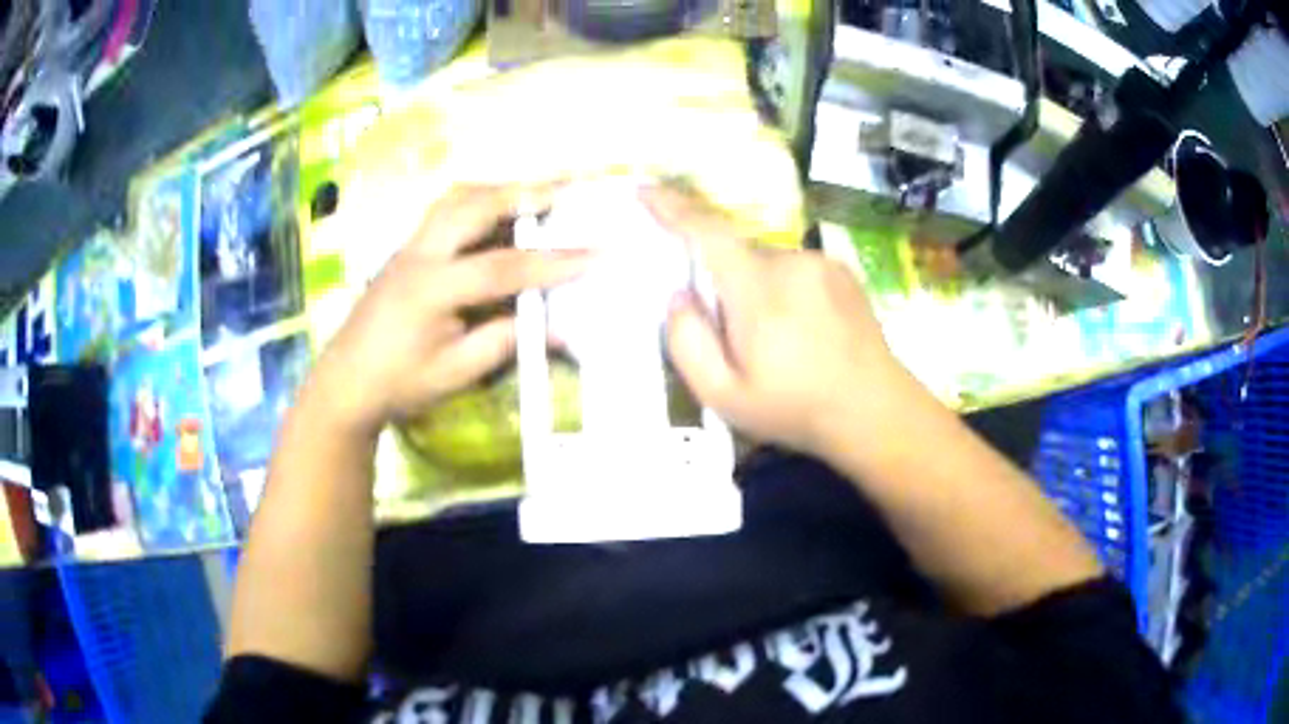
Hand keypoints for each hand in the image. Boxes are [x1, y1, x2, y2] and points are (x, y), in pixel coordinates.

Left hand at [307, 186, 589, 436]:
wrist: (346, 381)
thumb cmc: (399, 383)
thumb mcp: (456, 373)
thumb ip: (504, 342)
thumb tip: (558, 326)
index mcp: (431, 289)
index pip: (501, 267)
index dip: (551, 262)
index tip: (595, 255)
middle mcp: (419, 253)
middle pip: (474, 205)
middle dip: (525, 194)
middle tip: (569, 190)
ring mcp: (410, 245)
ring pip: (456, 197)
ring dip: (500, 190)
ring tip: (538, 193)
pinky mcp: (407, 248)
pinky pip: (447, 209)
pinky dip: (480, 200)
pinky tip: (500, 210)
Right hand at [644, 187, 913, 456]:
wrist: (876, 412)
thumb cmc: (796, 409)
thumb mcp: (724, 396)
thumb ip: (688, 343)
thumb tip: (680, 295)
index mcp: (757, 290)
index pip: (706, 233)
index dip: (672, 208)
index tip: (645, 188)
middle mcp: (791, 262)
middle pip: (738, 256)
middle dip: (727, 285)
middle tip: (741, 341)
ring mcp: (822, 263)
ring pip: (768, 265)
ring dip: (760, 291)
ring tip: (781, 343)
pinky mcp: (843, 271)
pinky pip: (797, 269)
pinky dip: (787, 290)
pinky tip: (807, 332)